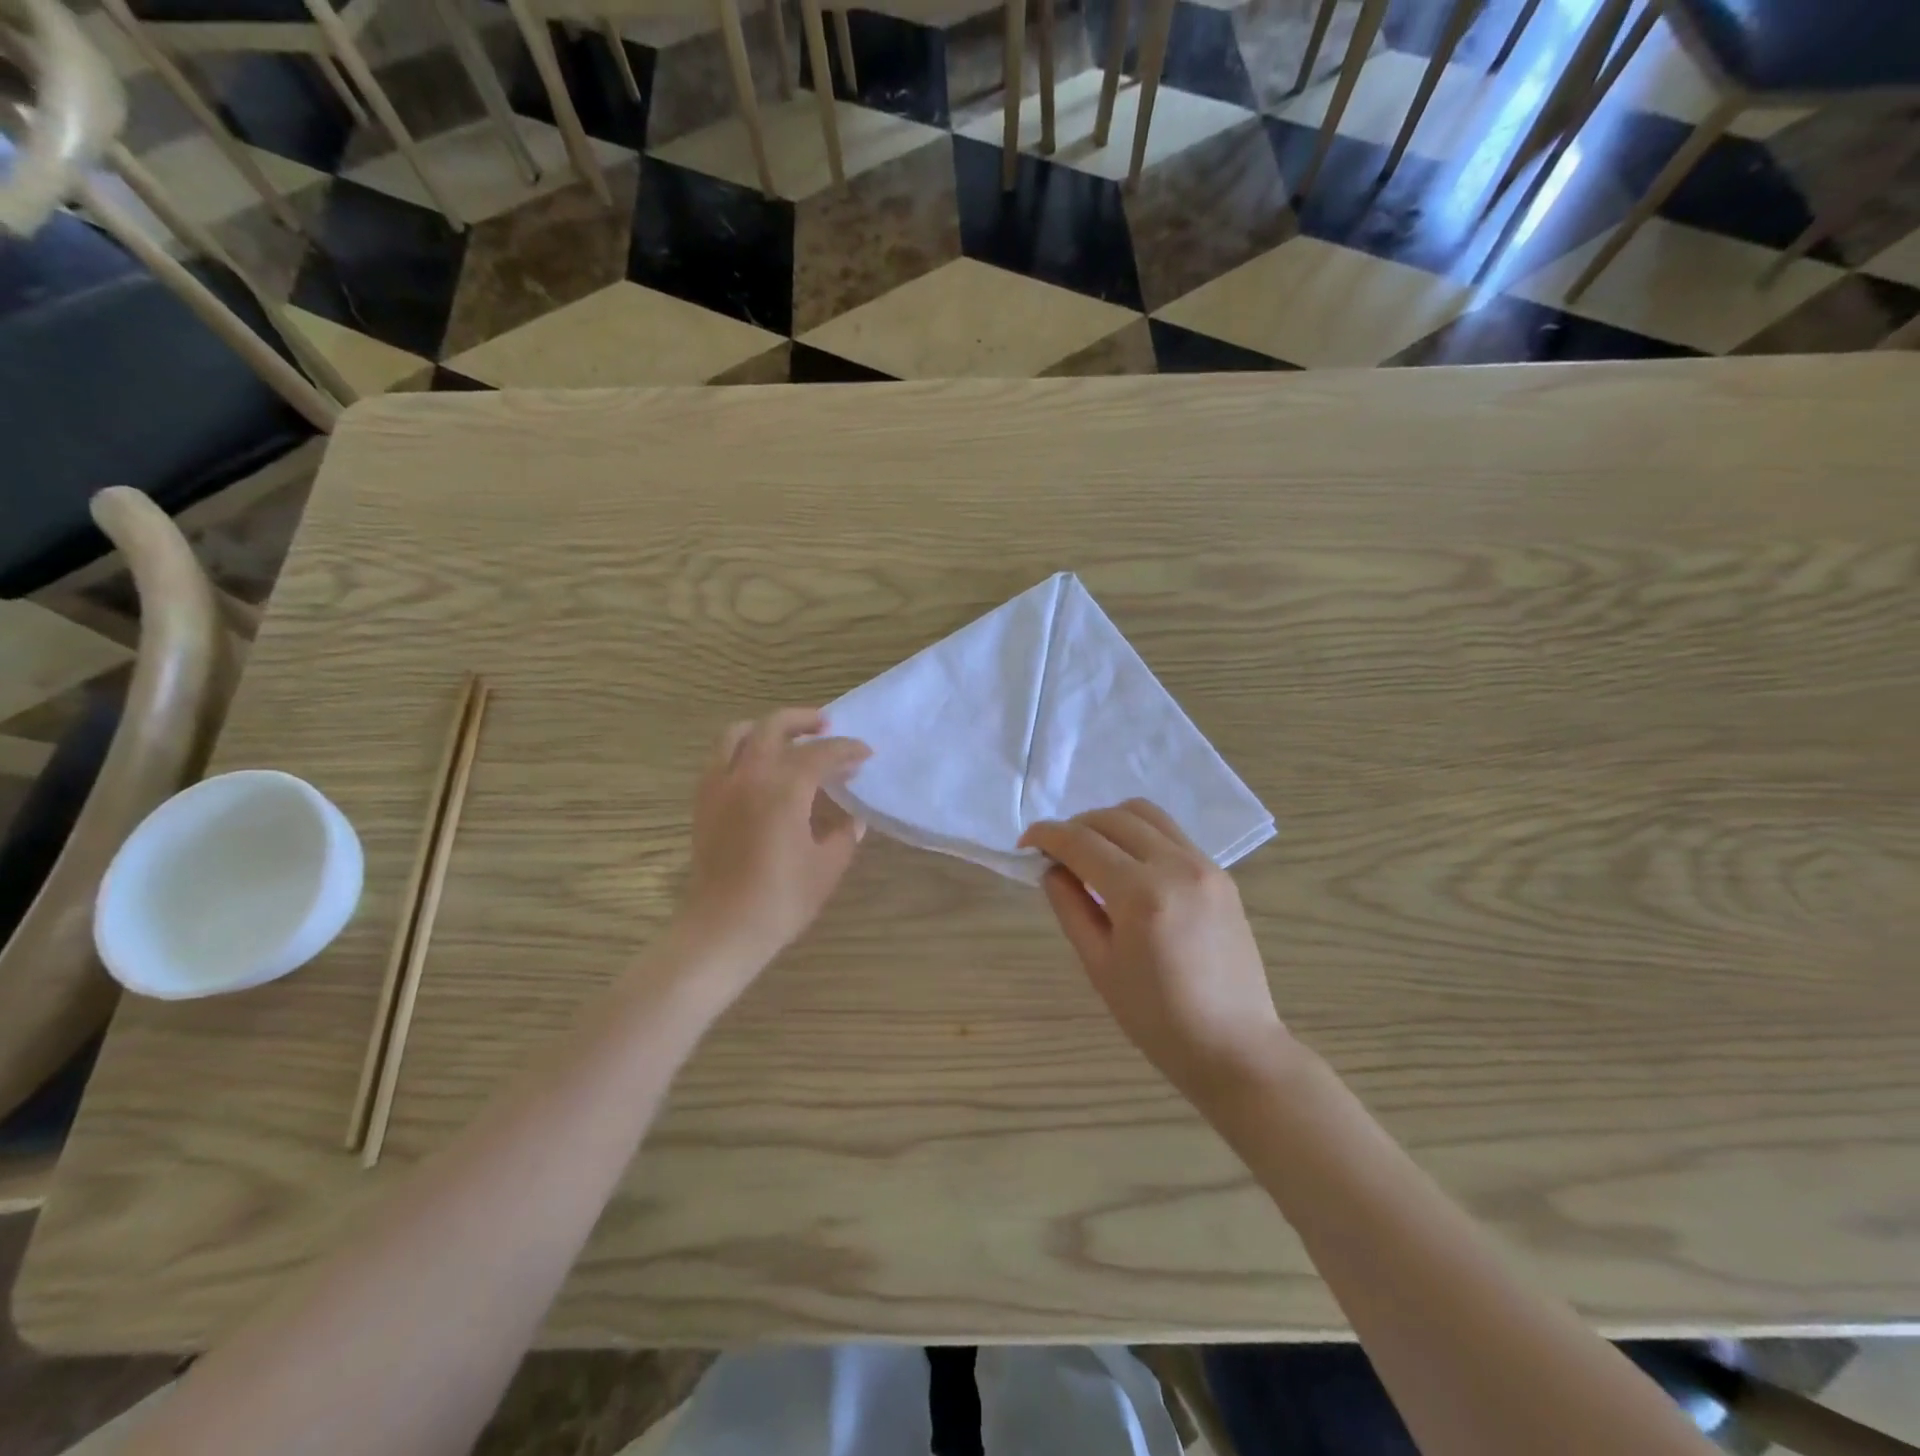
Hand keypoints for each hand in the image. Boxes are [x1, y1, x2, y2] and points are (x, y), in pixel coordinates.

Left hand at [676, 708, 869, 971]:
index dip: (847, 750)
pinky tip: (759, 769)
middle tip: (826, 726)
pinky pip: (720, 758)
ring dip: (766, 728)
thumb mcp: (827, 866)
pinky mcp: (703, 802)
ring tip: (787, 739)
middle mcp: (748, 776)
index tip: (865, 754)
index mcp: (783, 790)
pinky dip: (742, 750)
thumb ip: (843, 834)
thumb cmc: (781, 900)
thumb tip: (850, 817)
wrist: (723, 929)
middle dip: (804, 720)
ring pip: (737, 734)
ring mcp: (720, 787)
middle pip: (773, 727)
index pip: (821, 754)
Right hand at [1021, 800, 1291, 1106]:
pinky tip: (1128, 865)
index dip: (1047, 835)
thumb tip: (1051, 868)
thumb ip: (1070, 907)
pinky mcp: (1220, 874)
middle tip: (1055, 852)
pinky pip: (1171, 834)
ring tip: (1091, 851)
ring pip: (1145, 814)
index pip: (1082, 842)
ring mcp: (1204, 866)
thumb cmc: (1157, 1018)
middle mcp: (1176, 866)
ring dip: (1108, 822)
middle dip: (1075, 826)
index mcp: (1141, 895)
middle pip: (1113, 818)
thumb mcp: (1099, 965)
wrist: (1234, 1046)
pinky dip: (1140, 835)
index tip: (1025, 843)